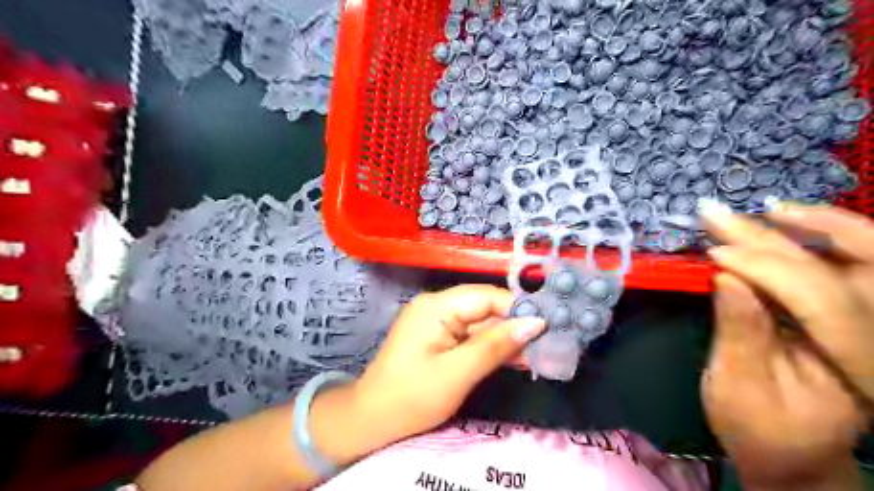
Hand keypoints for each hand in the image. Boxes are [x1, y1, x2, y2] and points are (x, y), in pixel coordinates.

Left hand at [351, 283, 543, 448]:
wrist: (371, 420)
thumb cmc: (411, 398)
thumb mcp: (457, 374)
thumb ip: (496, 346)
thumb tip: (535, 322)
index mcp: (437, 306)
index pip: (487, 297)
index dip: (518, 310)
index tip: (548, 328)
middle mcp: (436, 305)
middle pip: (484, 307)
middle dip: (514, 325)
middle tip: (547, 344)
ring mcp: (436, 320)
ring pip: (480, 322)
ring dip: (504, 338)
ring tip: (536, 354)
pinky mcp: (437, 335)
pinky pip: (469, 334)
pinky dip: (489, 346)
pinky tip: (512, 358)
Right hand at [697, 200, 873, 489]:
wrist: (793, 452)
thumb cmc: (759, 428)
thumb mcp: (739, 388)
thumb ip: (740, 333)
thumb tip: (727, 277)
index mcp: (859, 372)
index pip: (822, 302)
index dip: (766, 270)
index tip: (713, 255)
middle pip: (839, 273)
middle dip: (772, 241)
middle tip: (717, 216)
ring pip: (863, 259)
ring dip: (815, 227)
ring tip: (763, 210)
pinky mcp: (859, 317)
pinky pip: (855, 264)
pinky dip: (824, 236)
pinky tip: (786, 221)